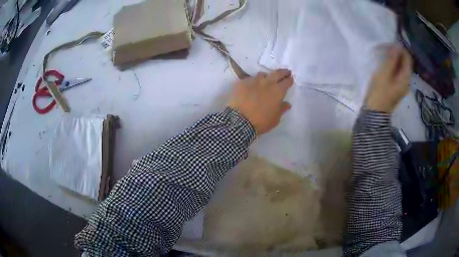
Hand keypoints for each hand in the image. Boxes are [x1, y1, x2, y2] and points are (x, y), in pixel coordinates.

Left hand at [227, 69, 293, 134]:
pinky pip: (249, 79)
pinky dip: (252, 82)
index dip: (289, 79)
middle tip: (285, 72)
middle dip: (282, 72)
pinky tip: (249, 88)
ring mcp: (253, 80)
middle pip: (277, 73)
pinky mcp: (242, 82)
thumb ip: (282, 109)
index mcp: (278, 91)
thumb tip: (287, 104)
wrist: (239, 121)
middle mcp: (267, 82)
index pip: (287, 81)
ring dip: (266, 77)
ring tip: (265, 80)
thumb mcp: (275, 119)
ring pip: (262, 74)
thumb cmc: (261, 121)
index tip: (290, 78)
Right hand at [365, 45, 412, 112]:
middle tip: (384, 48)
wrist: (375, 112)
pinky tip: (384, 64)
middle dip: (396, 53)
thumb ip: (391, 59)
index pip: (407, 58)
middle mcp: (406, 81)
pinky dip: (392, 66)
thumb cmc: (379, 92)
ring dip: (393, 59)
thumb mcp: (384, 73)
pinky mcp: (396, 86)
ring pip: (400, 67)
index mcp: (406, 78)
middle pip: (404, 62)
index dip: (400, 49)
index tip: (389, 44)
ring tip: (382, 55)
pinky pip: (397, 72)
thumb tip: (397, 46)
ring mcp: (401, 84)